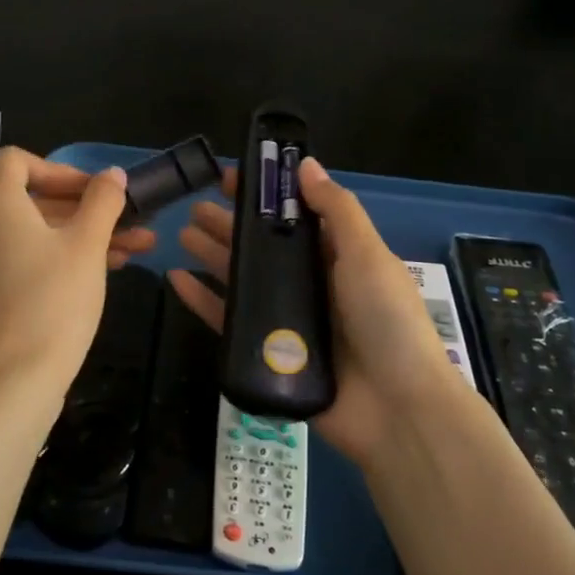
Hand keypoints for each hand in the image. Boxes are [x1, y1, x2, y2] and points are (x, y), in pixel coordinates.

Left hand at [0, 150, 137, 401]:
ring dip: (80, 235)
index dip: (62, 170)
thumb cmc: (53, 301)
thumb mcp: (87, 245)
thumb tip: (113, 174)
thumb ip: (103, 202)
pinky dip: (55, 258)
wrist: (12, 382)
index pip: (18, 161)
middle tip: (128, 222)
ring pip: (31, 234)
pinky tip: (99, 275)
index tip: (97, 193)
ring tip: (134, 251)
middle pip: (30, 199)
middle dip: (85, 209)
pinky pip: (19, 260)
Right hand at [169, 157, 470, 467]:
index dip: (264, 196)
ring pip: (243, 281)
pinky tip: (178, 281)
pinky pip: (230, 322)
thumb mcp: (367, 255)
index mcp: (338, 257)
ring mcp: (289, 321)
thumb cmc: (386, 321)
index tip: (231, 178)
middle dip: (231, 225)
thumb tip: (306, 164)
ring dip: (214, 256)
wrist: (397, 410)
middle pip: (264, 248)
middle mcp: (312, 285)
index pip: (294, 217)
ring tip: (182, 234)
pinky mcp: (270, 355)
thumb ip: (337, 210)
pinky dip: (204, 301)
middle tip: (194, 206)